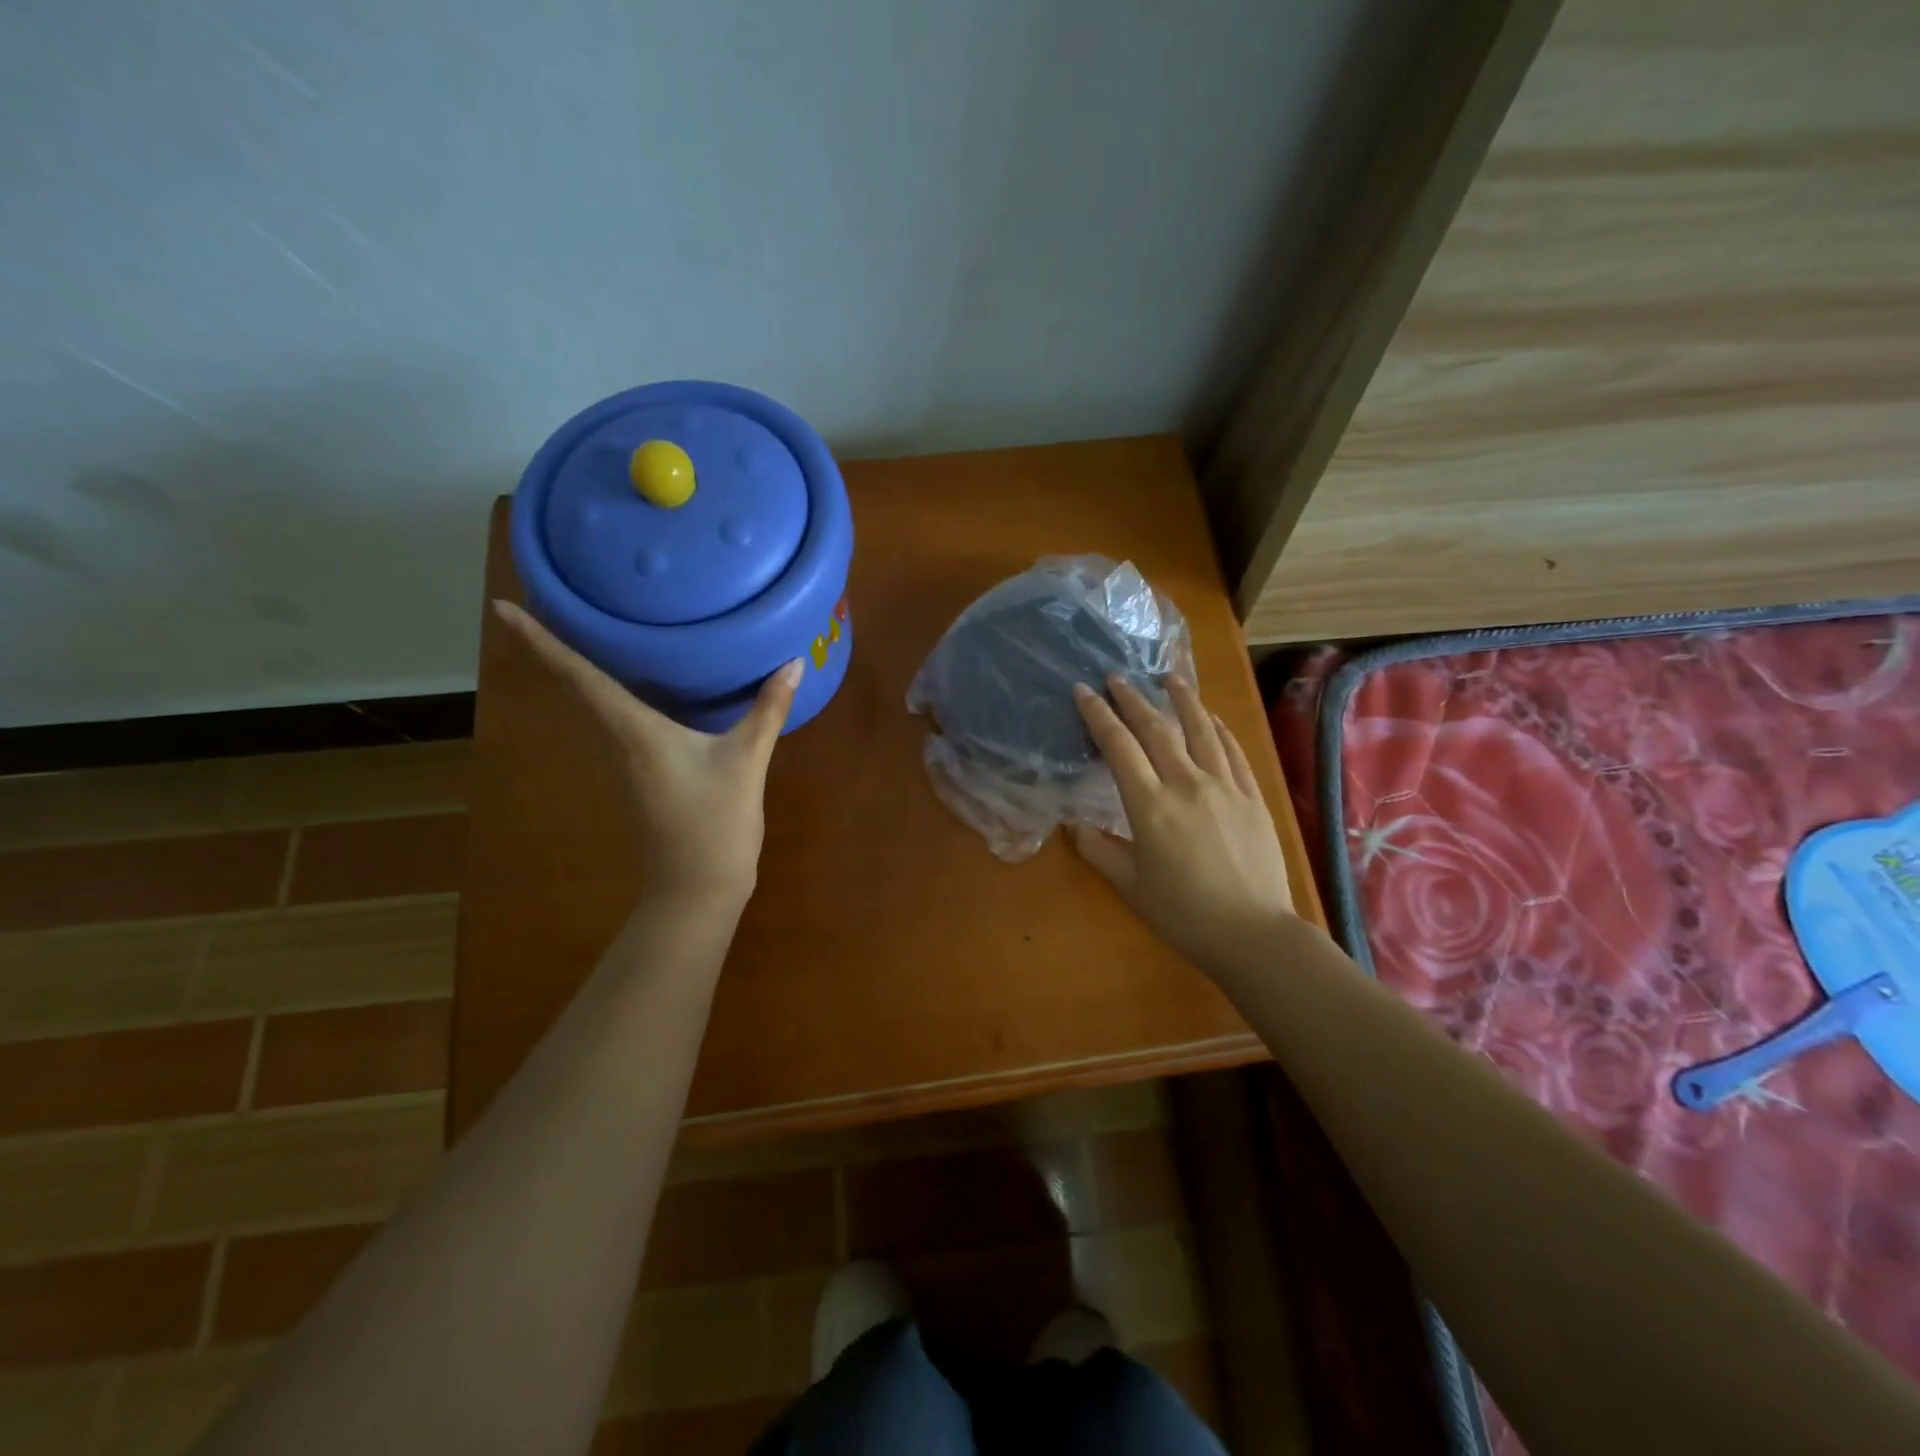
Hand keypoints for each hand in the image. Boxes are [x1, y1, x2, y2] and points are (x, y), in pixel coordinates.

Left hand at [493, 600, 801, 903]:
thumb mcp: (747, 762)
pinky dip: (614, 692)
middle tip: (543, 601)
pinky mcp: (642, 773)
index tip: (501, 609)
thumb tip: (793, 662)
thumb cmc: (714, 825)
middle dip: (553, 646)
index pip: (579, 678)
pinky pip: (619, 720)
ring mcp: (626, 761)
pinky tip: (637, 682)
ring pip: (594, 705)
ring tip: (583, 628)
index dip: (540, 643)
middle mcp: (618, 741)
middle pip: (577, 687)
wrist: (696, 890)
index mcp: (633, 731)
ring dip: (580, 669)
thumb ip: (768, 710)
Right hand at [1071, 675, 1294, 973]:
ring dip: (1182, 700)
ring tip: (1169, 678)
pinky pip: (1233, 751)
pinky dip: (1218, 729)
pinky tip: (1212, 719)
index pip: (1119, 747)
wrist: (1253, 933)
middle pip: (1156, 729)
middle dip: (1132, 699)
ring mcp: (1225, 786)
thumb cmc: (1184, 914)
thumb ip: (1099, 851)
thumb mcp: (1131, 886)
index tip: (1084, 691)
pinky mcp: (1252, 796)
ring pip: (1201, 730)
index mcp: (1150, 806)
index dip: (1098, 716)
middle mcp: (1187, 784)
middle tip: (1116, 677)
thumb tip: (1074, 826)